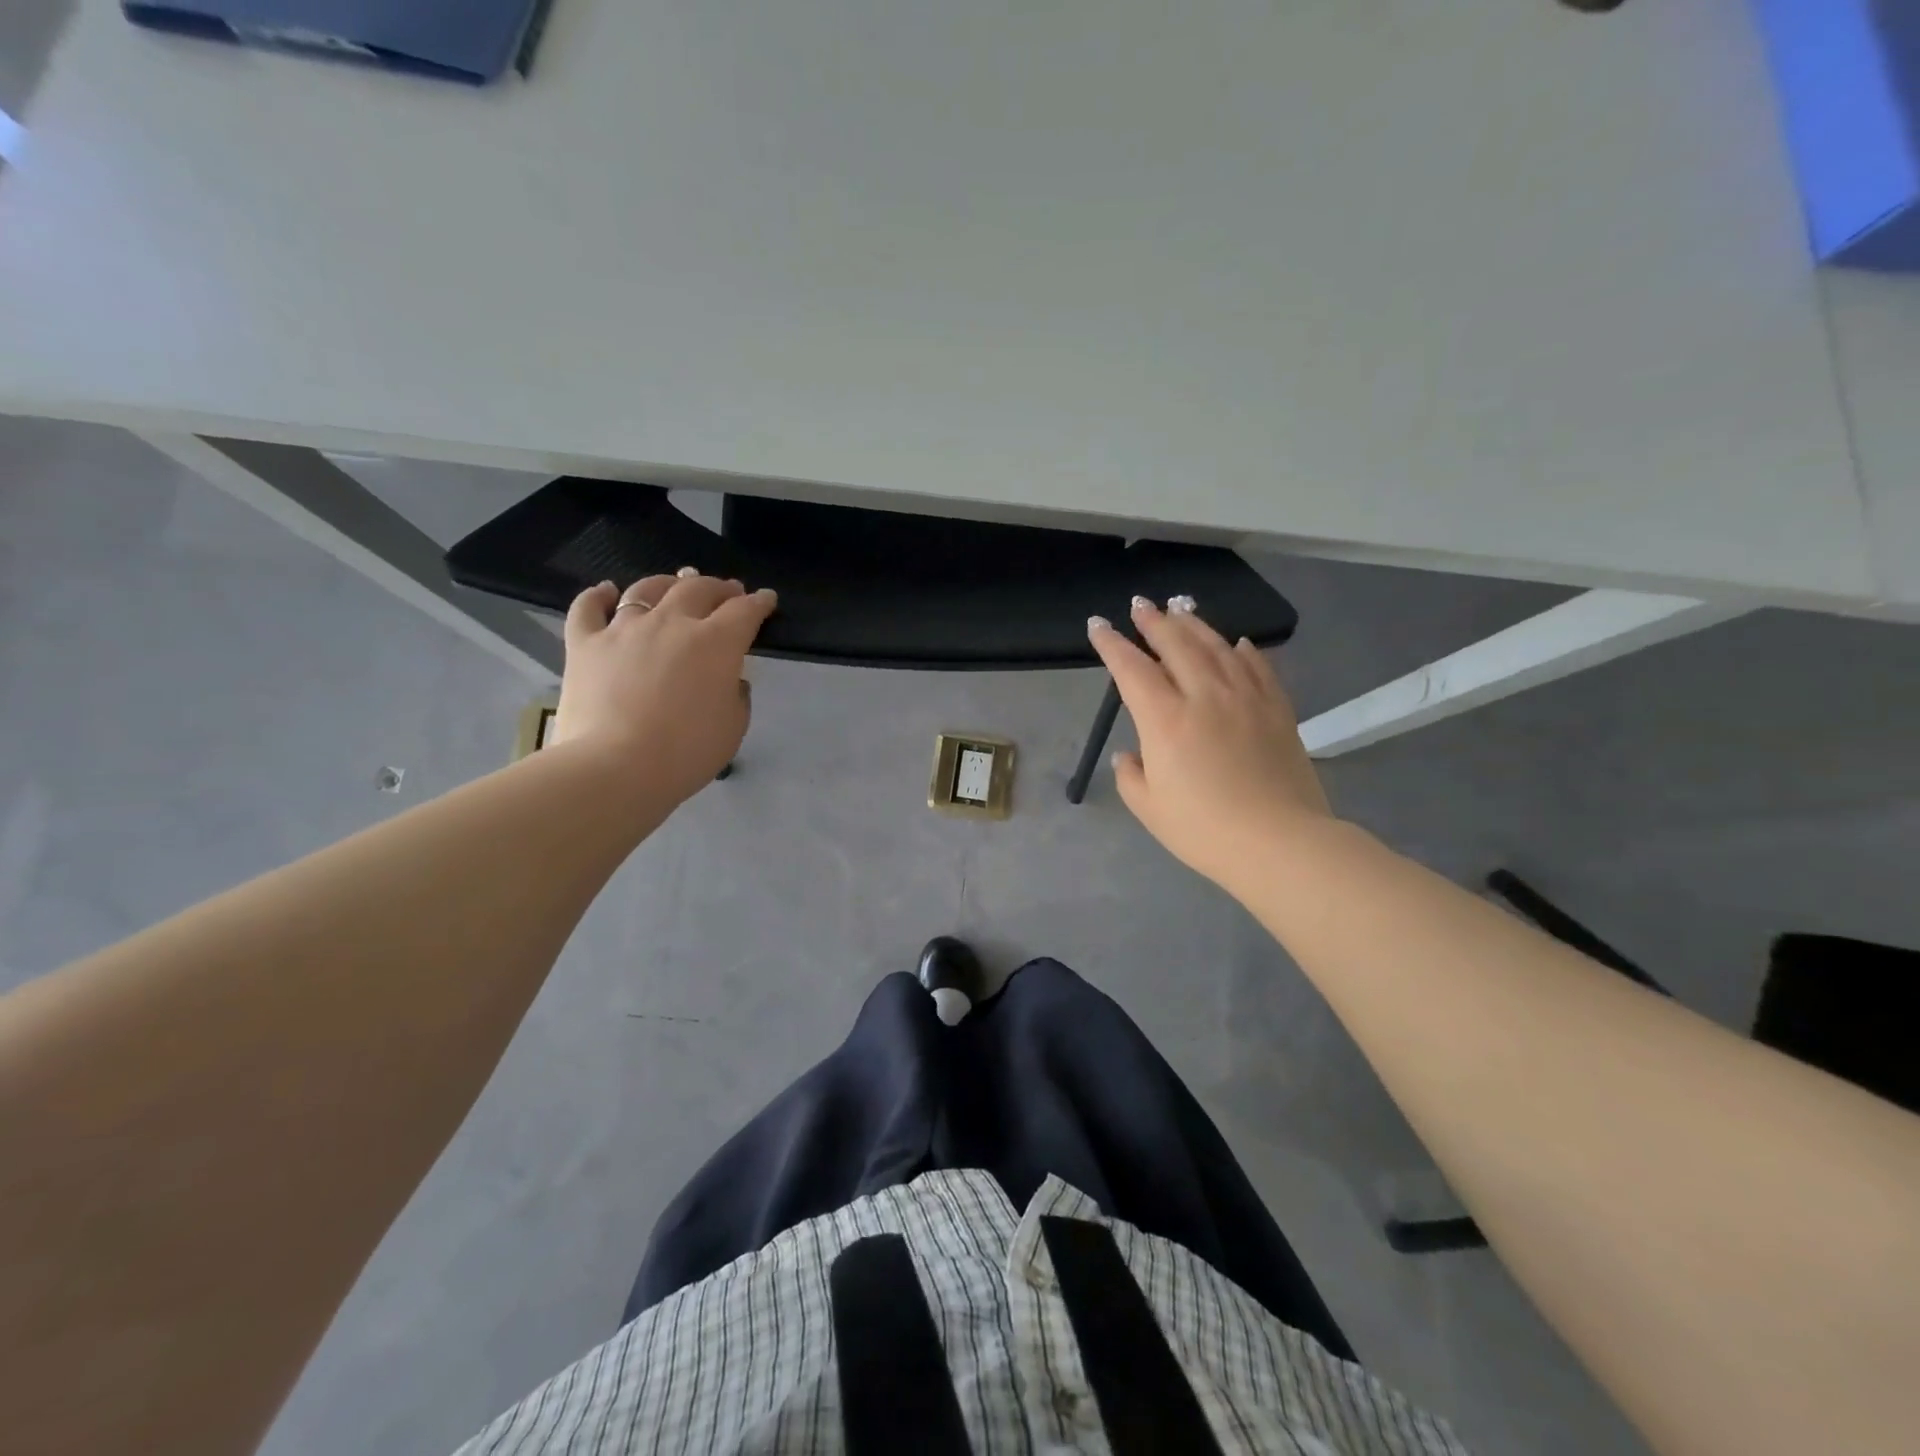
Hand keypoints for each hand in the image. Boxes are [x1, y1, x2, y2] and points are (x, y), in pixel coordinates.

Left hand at [553, 572, 777, 806]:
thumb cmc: (687, 752)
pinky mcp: (585, 643)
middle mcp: (672, 623)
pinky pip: (588, 607)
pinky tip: (606, 591)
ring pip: (646, 589)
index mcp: (716, 643)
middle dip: (718, 587)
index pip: (745, 611)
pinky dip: (598, 595)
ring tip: (674, 585)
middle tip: (727, 591)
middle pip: (698, 589)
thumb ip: (736, 696)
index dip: (759, 602)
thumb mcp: (733, 727)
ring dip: (667, 583)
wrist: (616, 768)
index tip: (766, 599)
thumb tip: (729, 680)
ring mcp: (624, 629)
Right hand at [1089, 596, 1333, 898]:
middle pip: (1176, 645)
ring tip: (1180, 609)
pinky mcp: (1278, 710)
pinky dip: (1244, 651)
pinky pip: (1259, 668)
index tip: (1098, 625)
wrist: (1279, 843)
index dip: (1112, 644)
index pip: (1131, 669)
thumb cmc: (1203, 830)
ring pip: (1217, 647)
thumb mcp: (1149, 808)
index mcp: (1165, 720)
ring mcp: (1246, 699)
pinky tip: (1237, 643)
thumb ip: (1131, 775)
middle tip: (1141, 605)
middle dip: (1154, 621)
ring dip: (1194, 625)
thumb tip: (1130, 754)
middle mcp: (1204, 696)